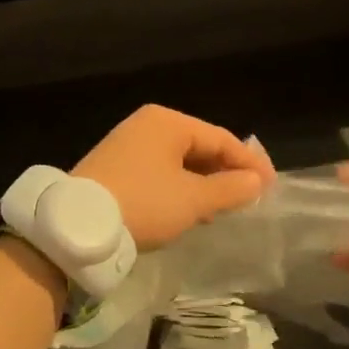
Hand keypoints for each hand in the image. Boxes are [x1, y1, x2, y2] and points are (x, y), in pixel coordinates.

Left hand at [73, 106, 274, 251]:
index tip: (271, 186)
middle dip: (225, 172)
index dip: (249, 163)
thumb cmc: (144, 204)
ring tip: (223, 208)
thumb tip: (256, 182)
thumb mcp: (193, 200)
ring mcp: (128, 145)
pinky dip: (180, 187)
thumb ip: (230, 189)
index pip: (221, 138)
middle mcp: (147, 125)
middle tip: (249, 198)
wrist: (77, 226)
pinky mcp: (115, 168)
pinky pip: (159, 172)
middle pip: (199, 146)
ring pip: (179, 161)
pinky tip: (189, 208)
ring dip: (203, 183)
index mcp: (168, 122)